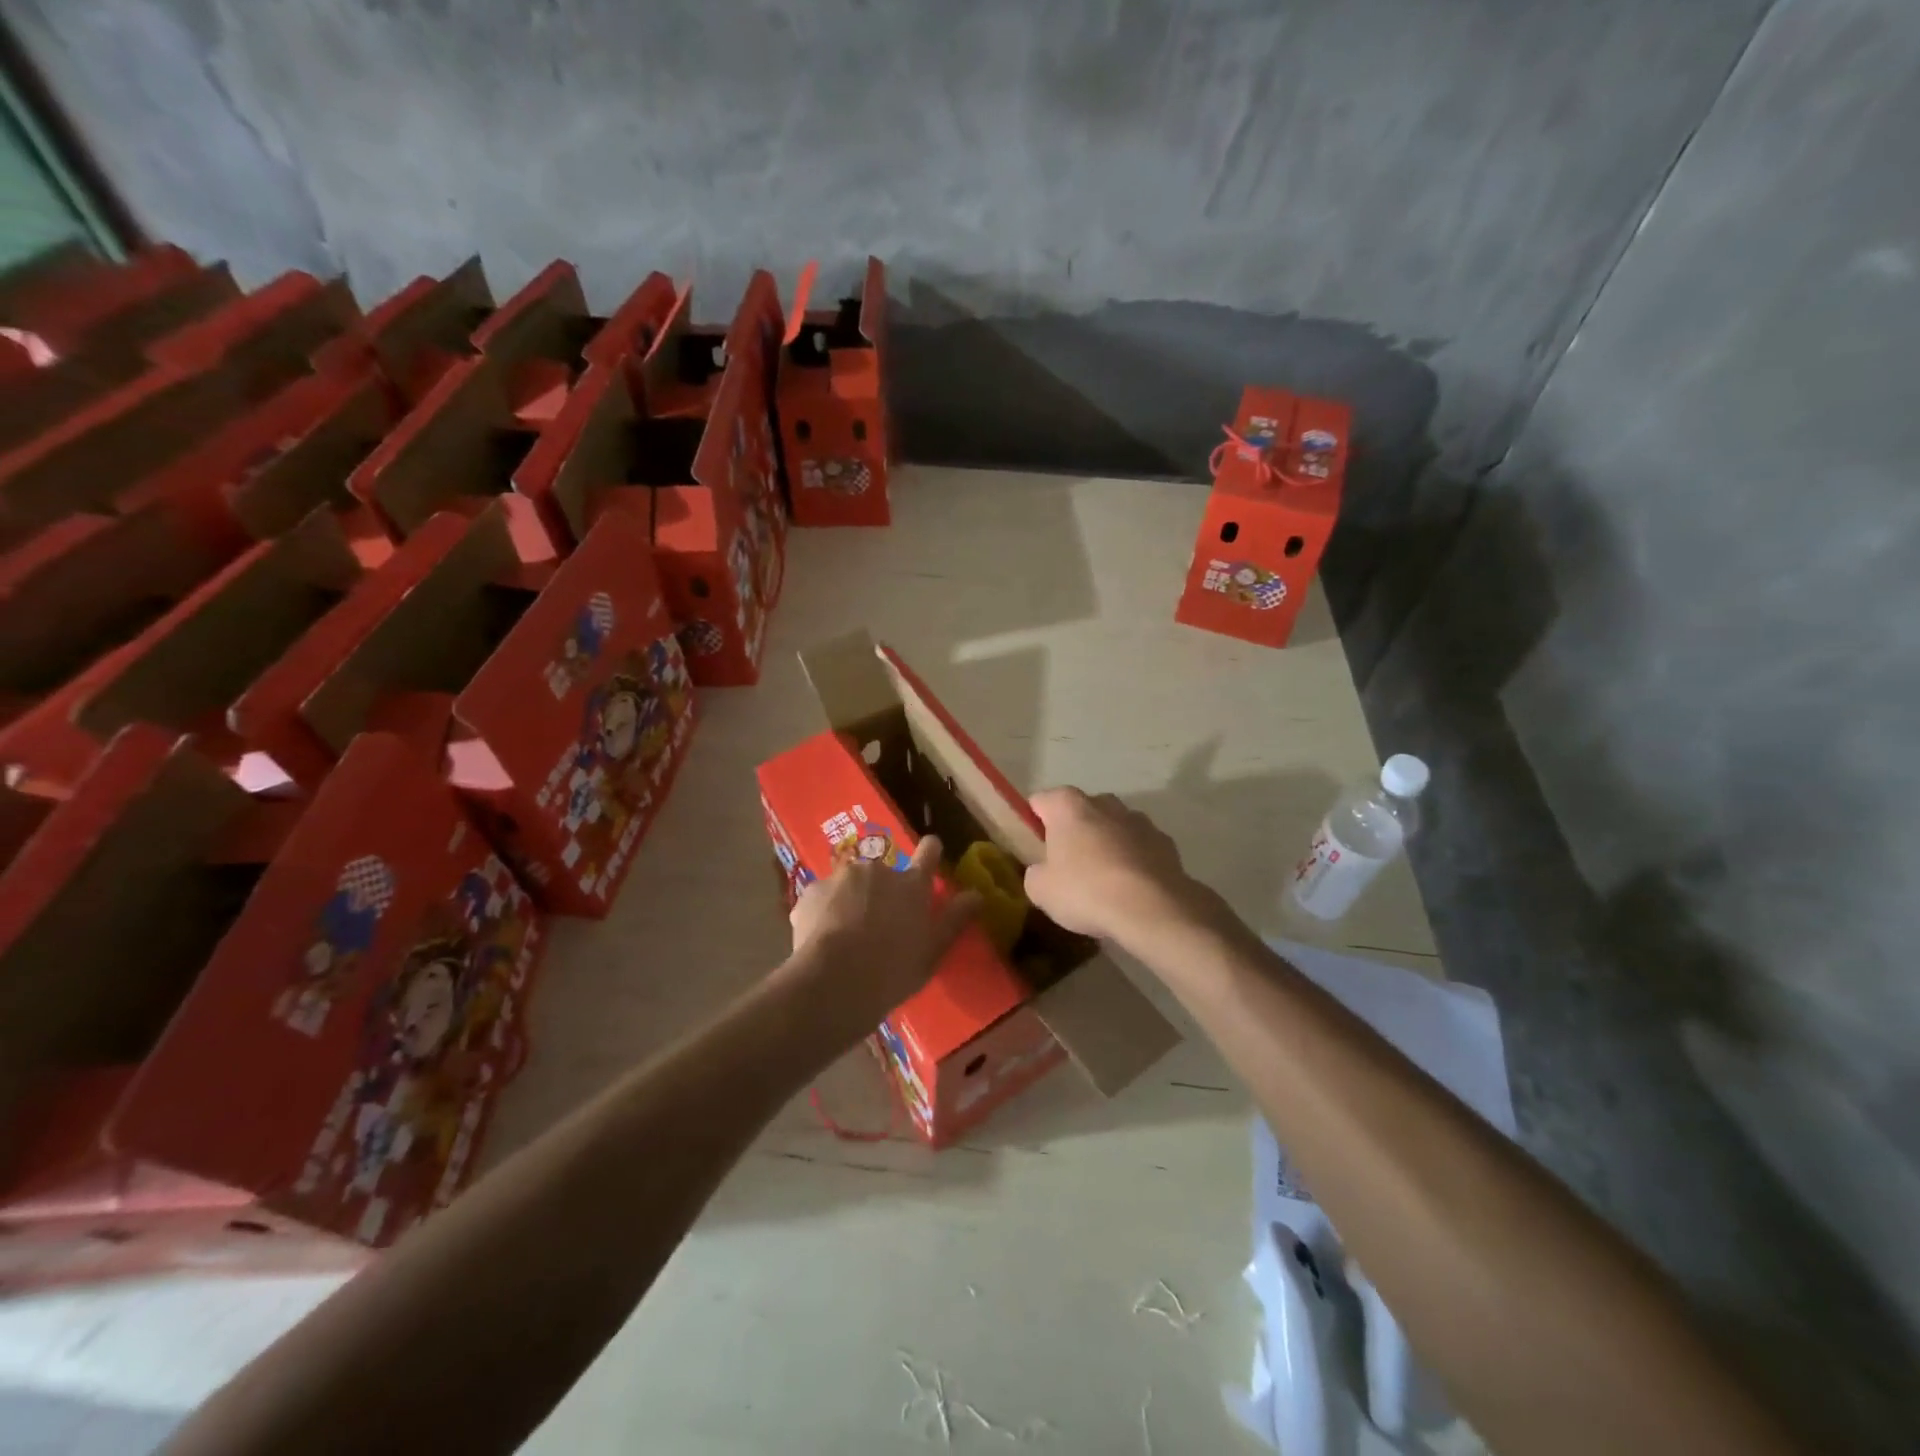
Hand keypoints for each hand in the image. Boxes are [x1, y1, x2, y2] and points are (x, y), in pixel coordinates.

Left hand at [788, 836, 979, 1016]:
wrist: (835, 980)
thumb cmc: (893, 969)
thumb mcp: (933, 950)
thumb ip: (954, 919)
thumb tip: (977, 894)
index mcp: (912, 885)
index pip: (928, 853)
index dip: (930, 851)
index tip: (930, 850)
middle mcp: (878, 871)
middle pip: (884, 873)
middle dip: (881, 891)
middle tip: (877, 924)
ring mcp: (842, 877)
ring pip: (849, 885)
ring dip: (850, 901)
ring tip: (845, 937)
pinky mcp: (811, 891)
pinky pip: (821, 899)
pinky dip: (823, 913)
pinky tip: (821, 940)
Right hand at [1024, 787, 1213, 949]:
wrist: (1152, 910)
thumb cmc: (1086, 891)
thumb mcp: (1040, 890)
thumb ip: (1036, 872)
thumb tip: (1043, 870)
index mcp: (1068, 805)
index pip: (1040, 801)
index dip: (1033, 824)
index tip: (1035, 850)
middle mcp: (1105, 803)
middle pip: (1080, 811)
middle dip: (1073, 833)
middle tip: (1066, 868)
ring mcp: (1139, 820)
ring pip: (1112, 828)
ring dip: (1105, 845)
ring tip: (1102, 883)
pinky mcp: (1165, 842)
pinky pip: (1139, 848)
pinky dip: (1133, 861)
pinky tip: (1130, 890)